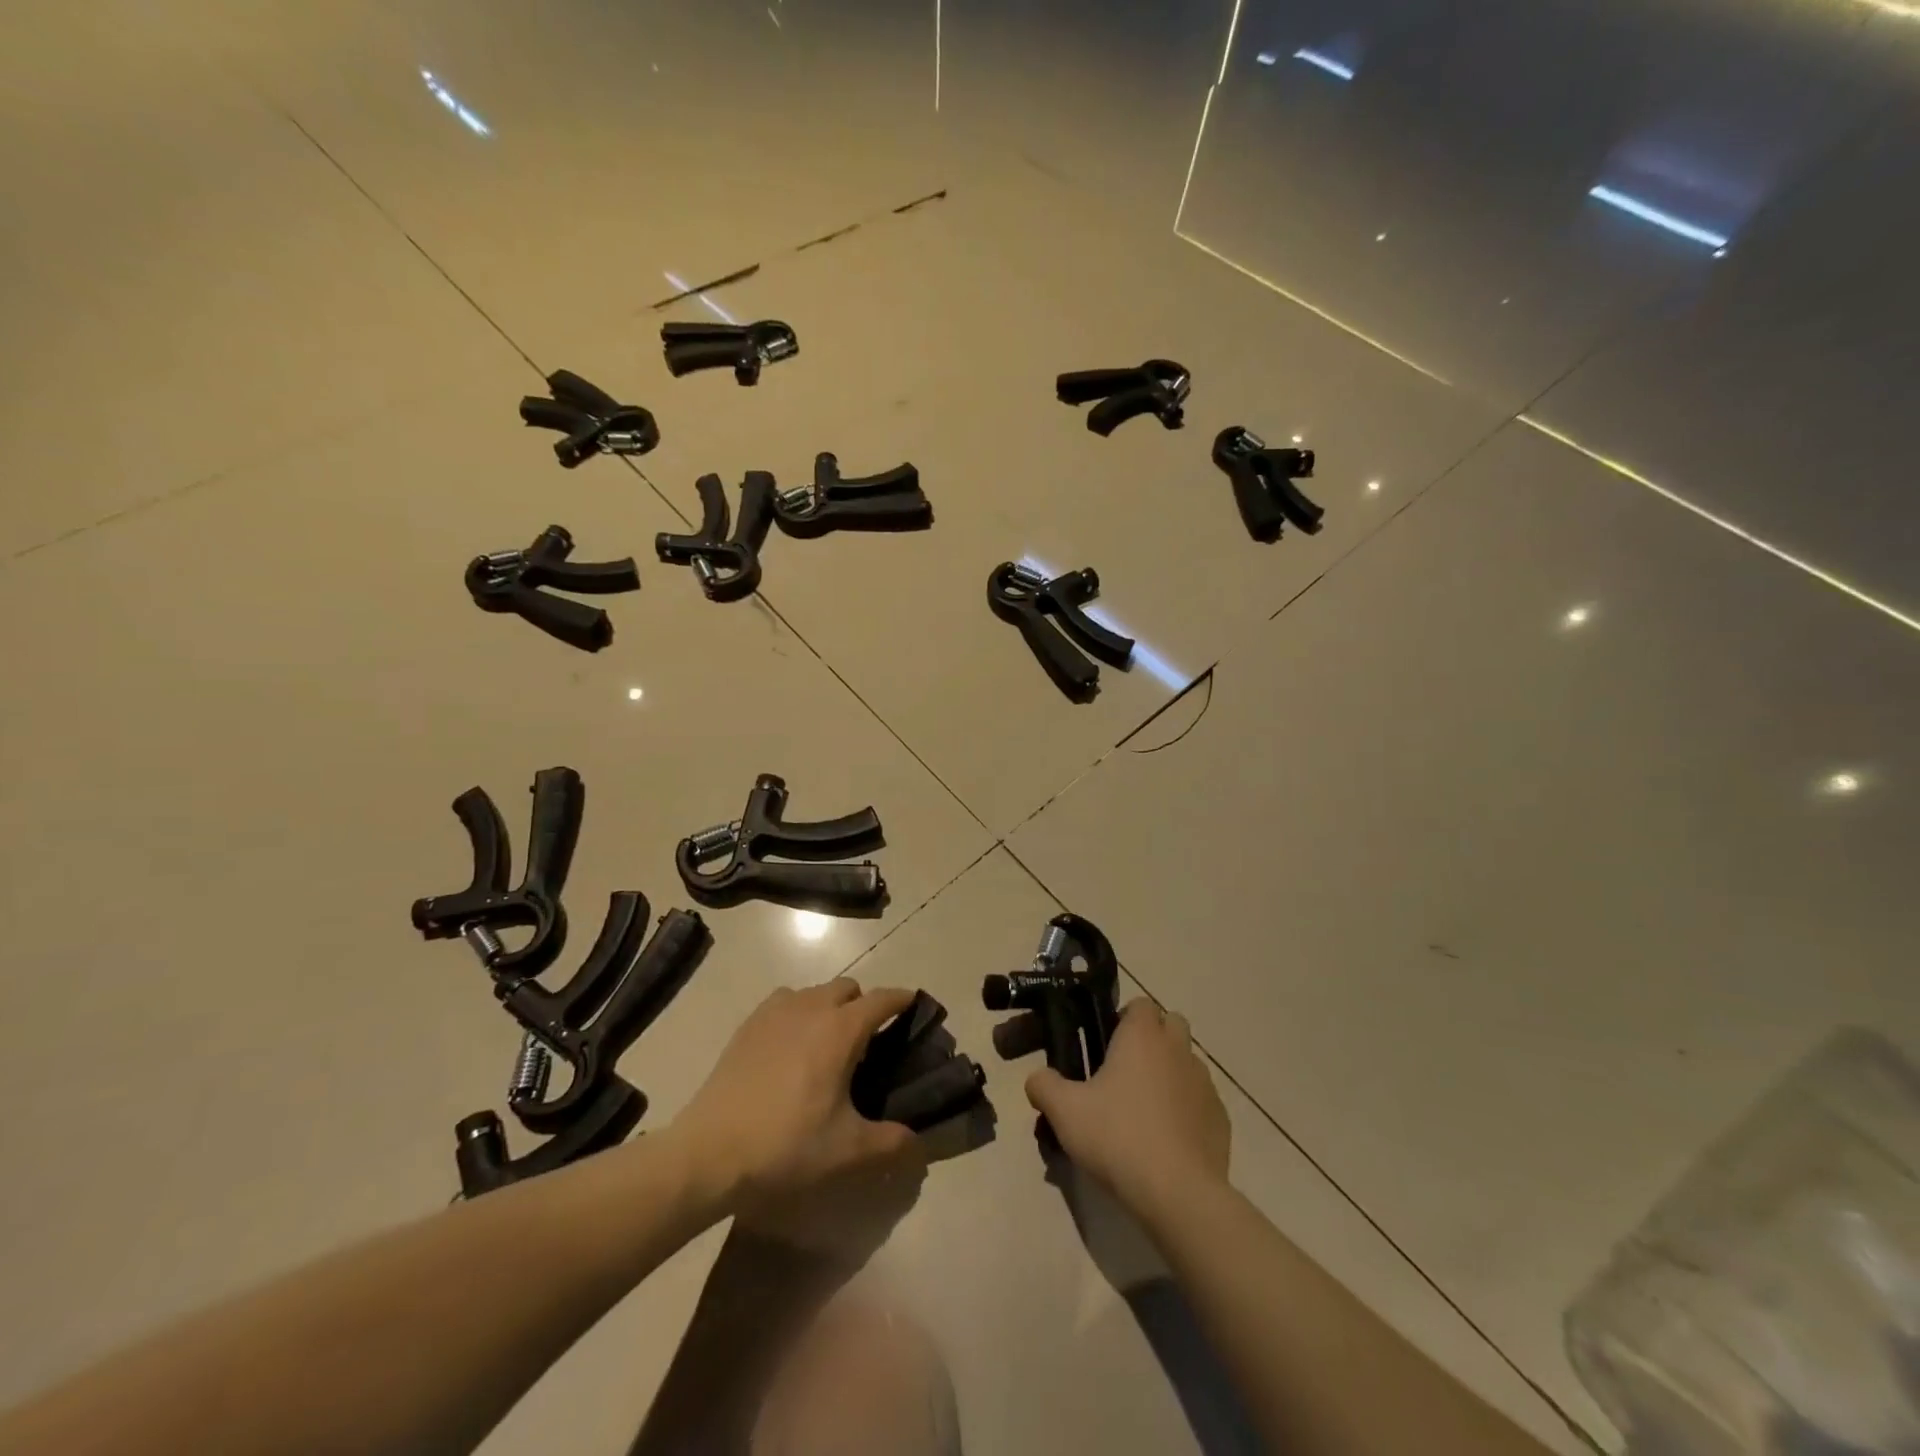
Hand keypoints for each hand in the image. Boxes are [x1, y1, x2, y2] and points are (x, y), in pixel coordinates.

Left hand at [671, 979, 923, 1213]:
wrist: (709, 1152)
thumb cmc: (786, 1145)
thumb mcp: (847, 1151)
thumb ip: (891, 1143)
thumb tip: (919, 1144)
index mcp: (841, 1029)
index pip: (882, 999)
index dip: (902, 999)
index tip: (915, 1005)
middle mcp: (811, 1007)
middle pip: (848, 988)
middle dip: (864, 1004)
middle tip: (869, 1041)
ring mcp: (775, 1011)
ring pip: (815, 992)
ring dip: (830, 1006)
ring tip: (829, 1043)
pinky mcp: (749, 1024)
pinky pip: (785, 1001)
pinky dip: (799, 1011)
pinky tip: (792, 1045)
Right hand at [1025, 999, 1230, 1225]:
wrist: (1178, 1194)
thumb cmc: (1118, 1138)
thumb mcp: (1064, 1112)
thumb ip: (1043, 1086)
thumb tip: (1037, 1079)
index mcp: (1142, 1037)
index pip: (1140, 1004)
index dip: (1124, 1019)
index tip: (1106, 1045)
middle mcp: (1178, 1049)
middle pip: (1171, 1024)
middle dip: (1152, 1038)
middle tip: (1124, 1072)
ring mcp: (1204, 1084)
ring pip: (1187, 1062)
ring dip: (1170, 1073)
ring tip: (1144, 1110)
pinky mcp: (1220, 1118)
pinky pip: (1201, 1100)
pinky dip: (1187, 1109)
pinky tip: (1167, 1140)